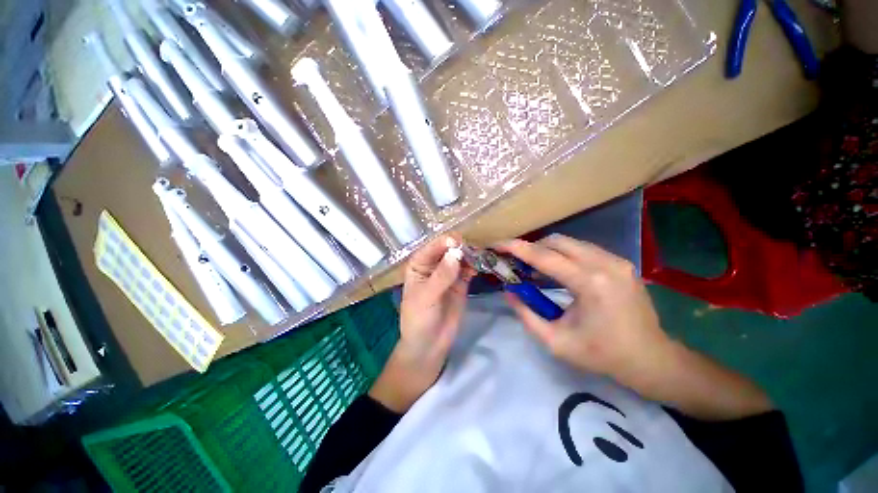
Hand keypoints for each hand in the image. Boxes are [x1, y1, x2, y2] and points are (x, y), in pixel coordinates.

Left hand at [370, 233, 474, 411]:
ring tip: (480, 256)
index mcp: (418, 264)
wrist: (429, 344)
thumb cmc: (419, 319)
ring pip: (460, 258)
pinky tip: (480, 266)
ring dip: (469, 255)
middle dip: (459, 247)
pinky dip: (474, 266)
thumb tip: (455, 254)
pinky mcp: (461, 283)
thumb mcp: (426, 297)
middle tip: (472, 249)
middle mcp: (433, 265)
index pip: (431, 248)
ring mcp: (448, 273)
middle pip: (447, 249)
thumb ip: (441, 276)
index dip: (443, 243)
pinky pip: (468, 269)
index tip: (457, 242)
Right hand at [494, 235, 672, 383]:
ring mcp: (616, 260)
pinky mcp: (620, 262)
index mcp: (590, 284)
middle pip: (556, 241)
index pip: (544, 257)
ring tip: (533, 269)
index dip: (517, 248)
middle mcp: (605, 264)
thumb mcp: (555, 341)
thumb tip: (509, 291)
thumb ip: (526, 314)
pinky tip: (556, 271)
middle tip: (515, 261)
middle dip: (531, 248)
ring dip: (546, 251)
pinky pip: (582, 249)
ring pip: (569, 242)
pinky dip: (563, 255)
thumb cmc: (602, 355)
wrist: (651, 359)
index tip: (497, 244)